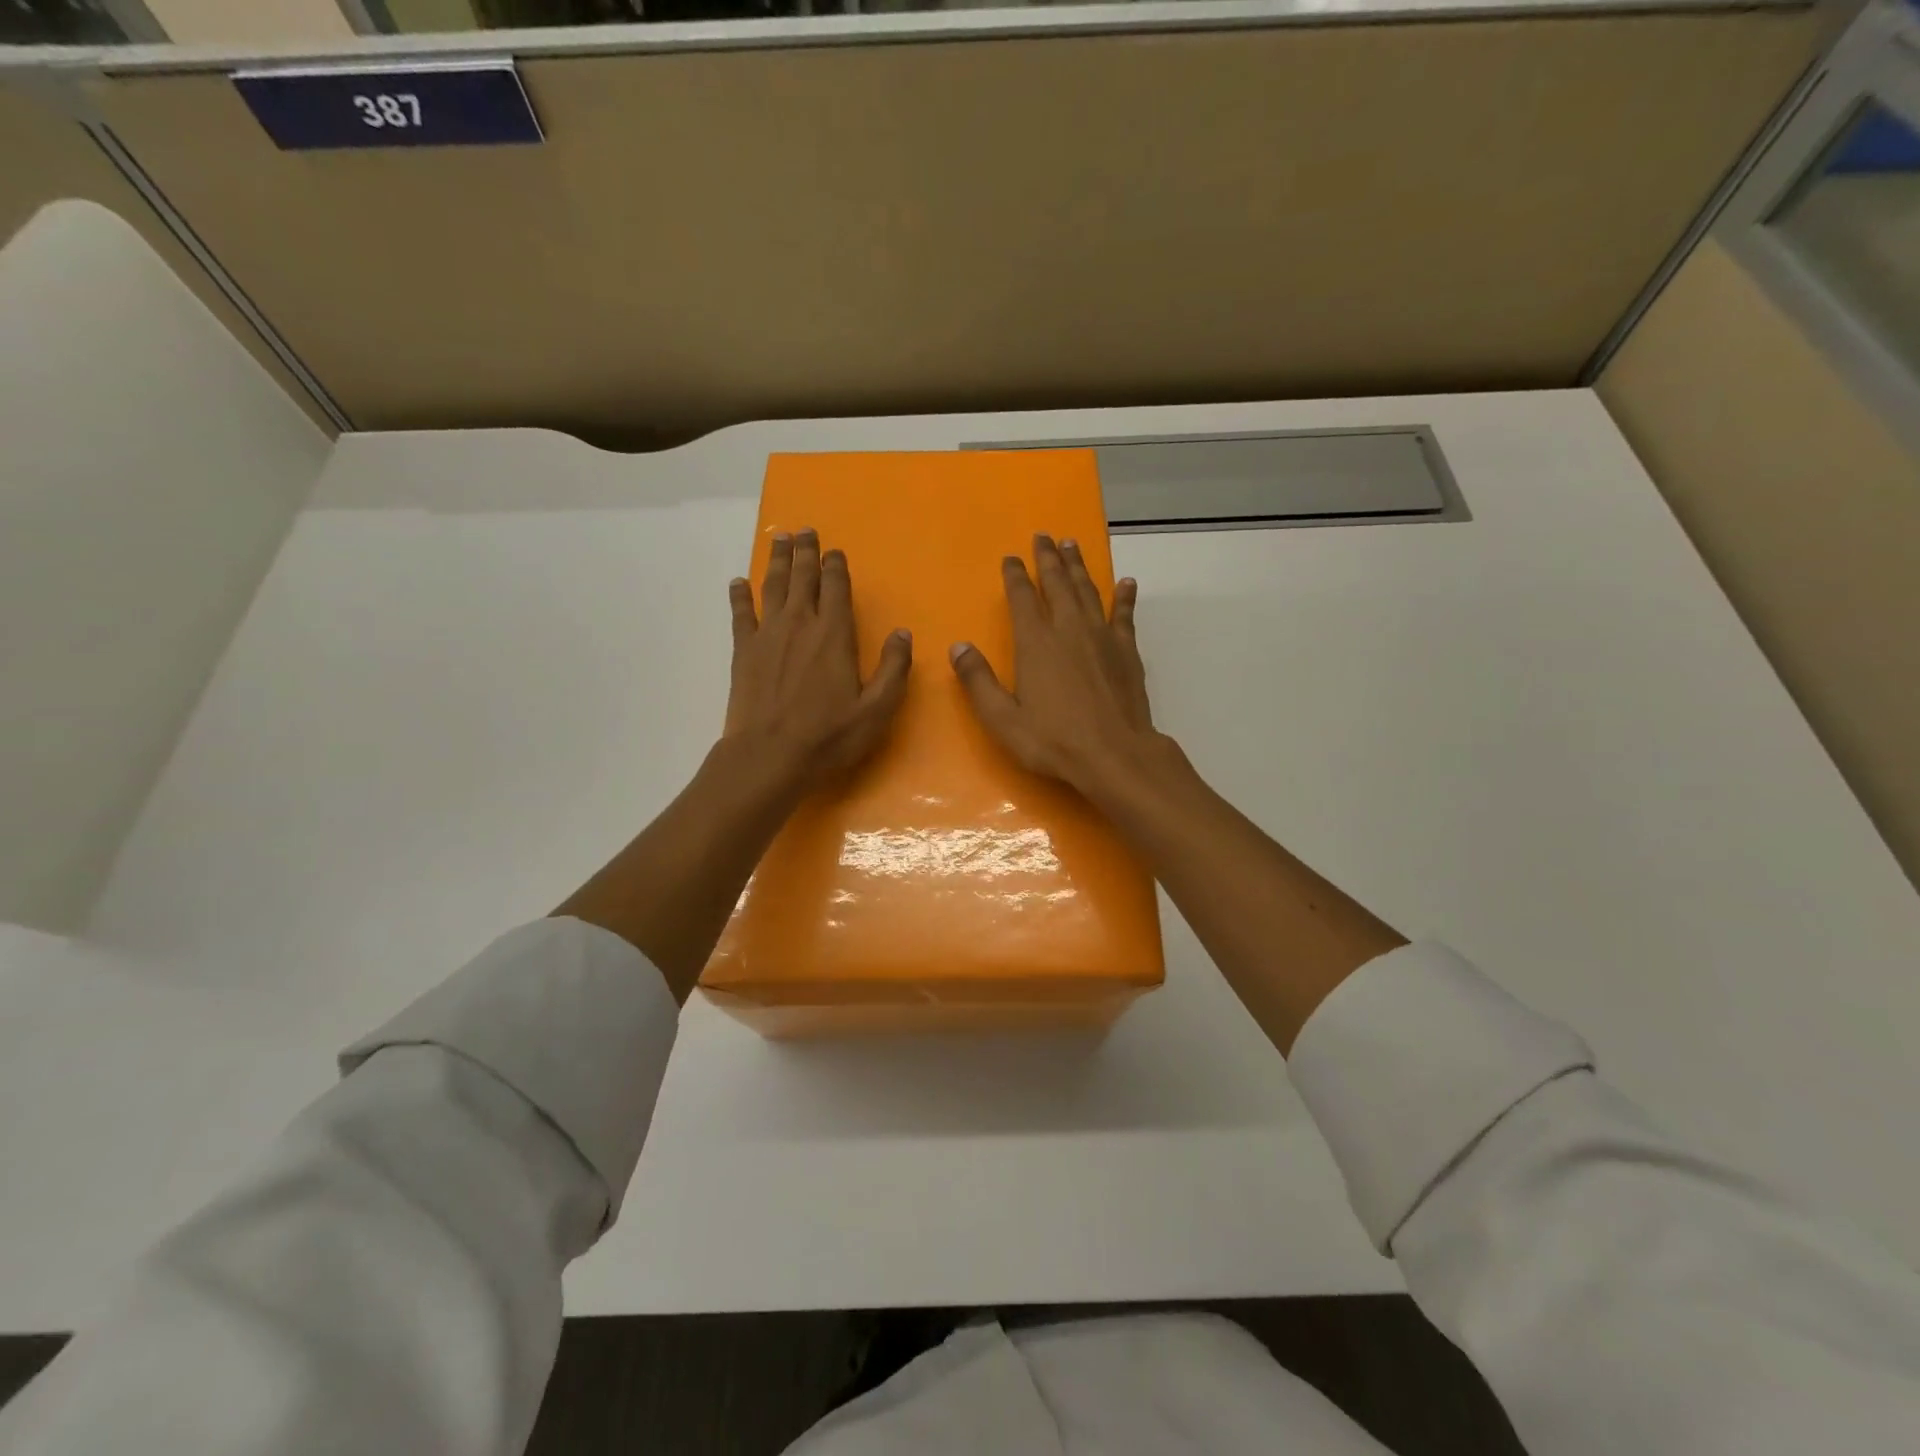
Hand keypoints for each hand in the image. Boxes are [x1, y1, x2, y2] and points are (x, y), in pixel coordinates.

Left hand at [724, 527, 911, 786]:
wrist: (769, 756)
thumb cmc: (829, 736)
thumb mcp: (876, 709)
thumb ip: (893, 669)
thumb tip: (902, 633)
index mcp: (834, 635)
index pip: (836, 588)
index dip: (836, 567)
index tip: (835, 551)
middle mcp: (800, 624)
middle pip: (802, 578)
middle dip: (805, 552)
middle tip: (804, 530)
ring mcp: (767, 635)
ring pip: (772, 586)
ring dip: (777, 561)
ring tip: (779, 538)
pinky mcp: (743, 651)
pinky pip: (741, 614)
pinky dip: (740, 595)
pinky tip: (738, 582)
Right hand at [949, 534, 1163, 794]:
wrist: (1115, 755)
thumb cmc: (1053, 741)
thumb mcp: (1003, 719)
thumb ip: (979, 682)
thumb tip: (959, 647)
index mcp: (1036, 643)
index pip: (1021, 598)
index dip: (1014, 575)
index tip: (1010, 557)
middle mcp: (1069, 629)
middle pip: (1057, 584)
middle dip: (1048, 558)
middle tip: (1044, 536)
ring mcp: (1102, 637)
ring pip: (1088, 591)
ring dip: (1078, 567)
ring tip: (1072, 545)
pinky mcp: (1127, 651)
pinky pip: (1124, 614)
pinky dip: (1124, 597)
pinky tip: (1127, 583)